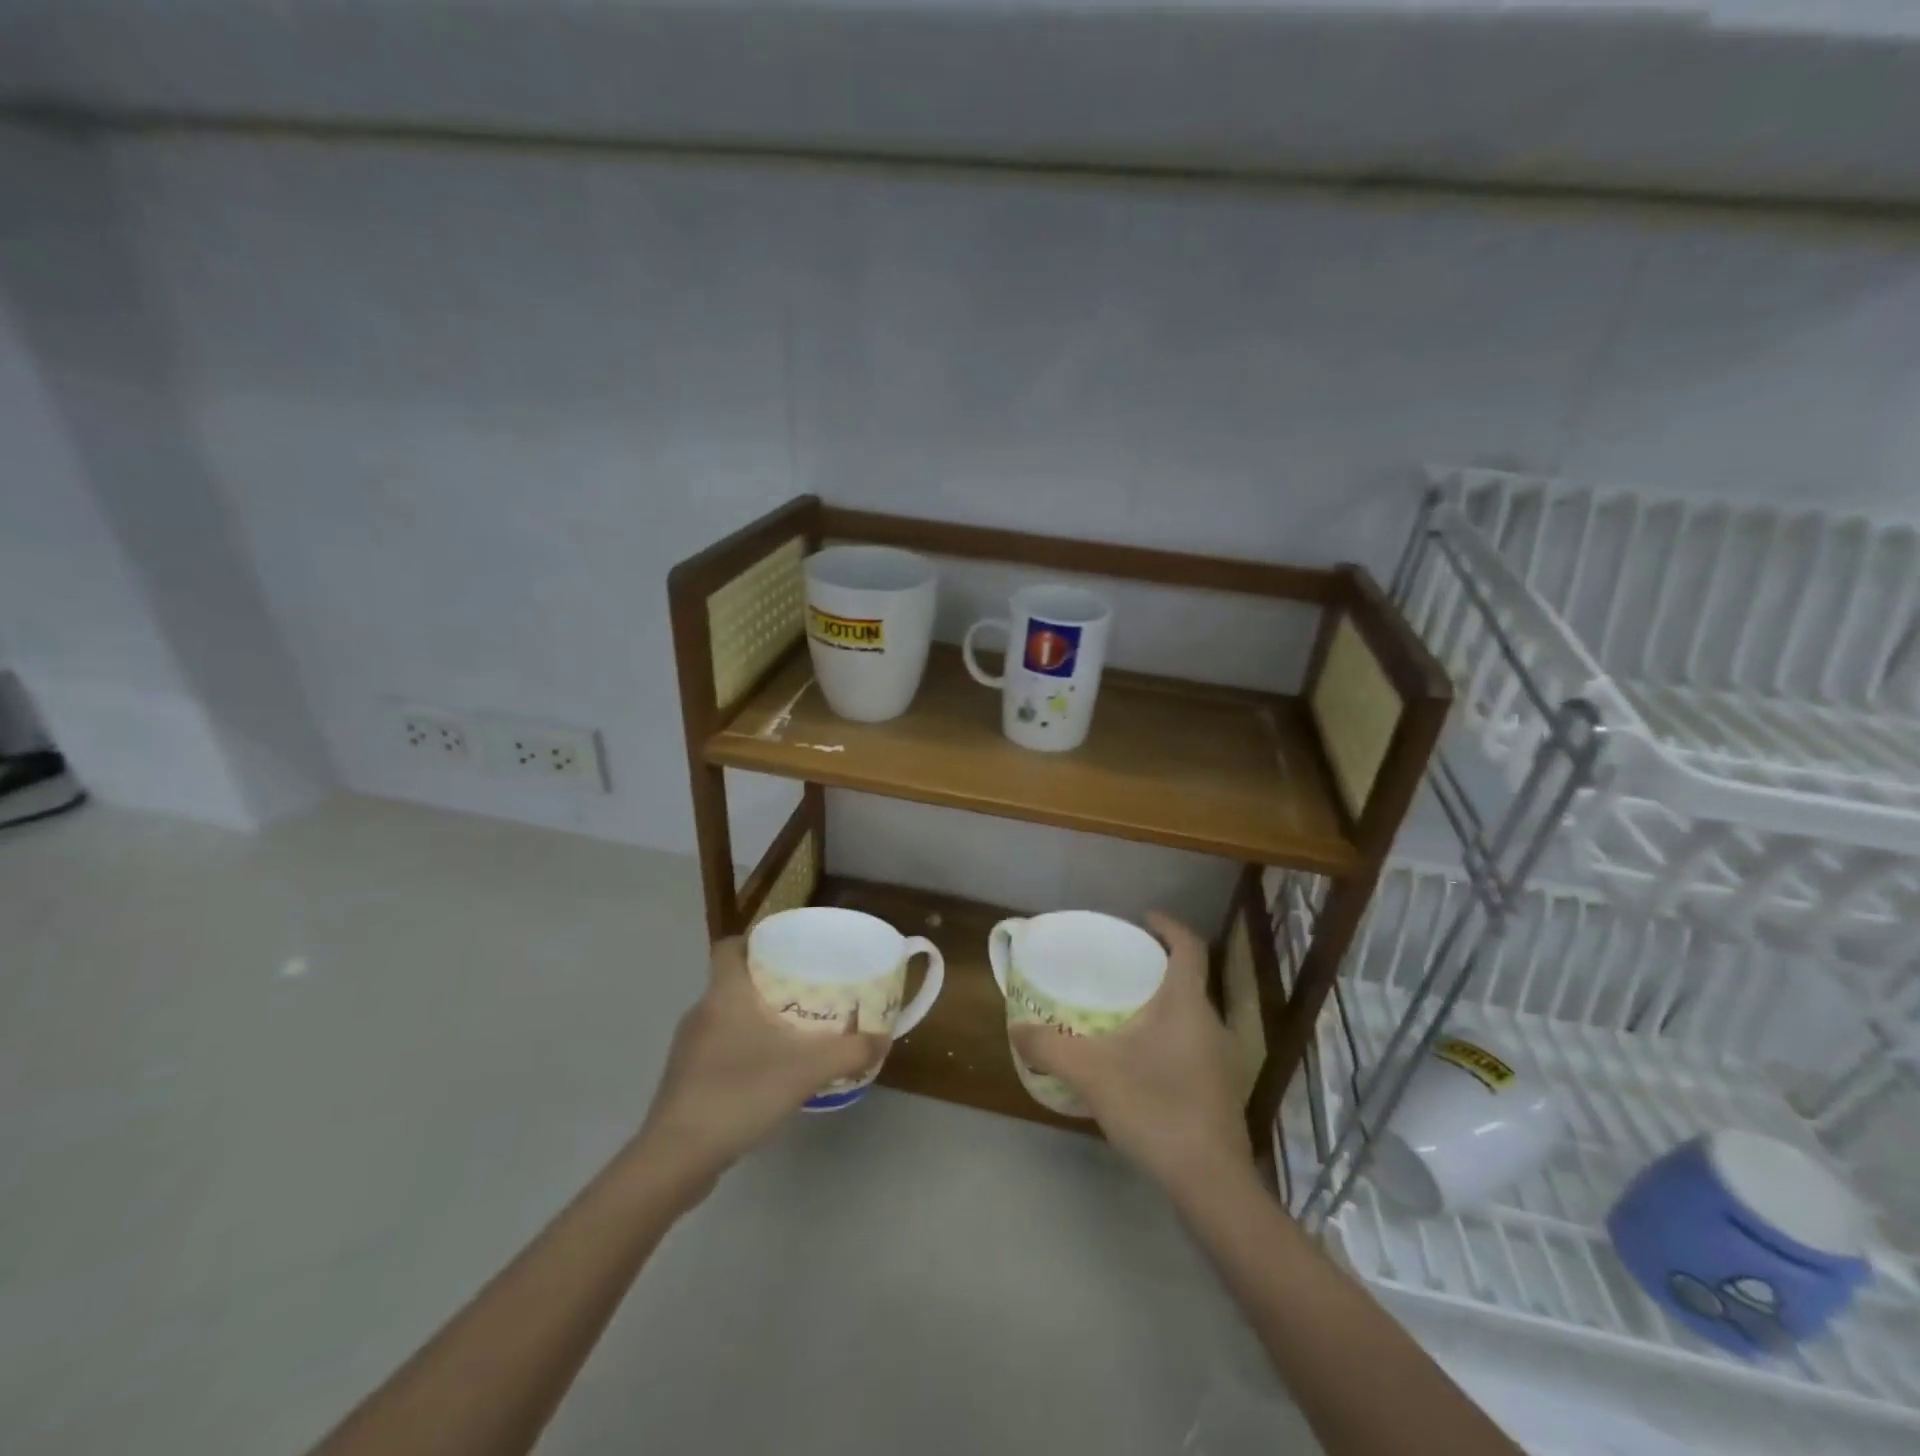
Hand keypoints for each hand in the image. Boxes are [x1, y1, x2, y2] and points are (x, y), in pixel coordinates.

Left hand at [634, 937, 889, 1192]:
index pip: (729, 947)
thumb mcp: (806, 1070)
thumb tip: (883, 1038)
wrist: (676, 1159)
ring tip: (793, 1029)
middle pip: (733, 981)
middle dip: (767, 982)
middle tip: (806, 990)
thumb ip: (849, 1052)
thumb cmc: (739, 1093)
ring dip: (755, 1018)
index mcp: (724, 994)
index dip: (754, 941)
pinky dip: (743, 1049)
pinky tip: (768, 1071)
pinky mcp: (685, 1080)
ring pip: (726, 1016)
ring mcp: (689, 1048)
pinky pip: (719, 1048)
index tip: (786, 950)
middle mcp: (702, 1012)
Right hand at [1010, 912, 1250, 1195]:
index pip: (1188, 946)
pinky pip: (1193, 1045)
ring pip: (1191, 1015)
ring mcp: (1221, 1059)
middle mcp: (1211, 1023)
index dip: (1169, 926)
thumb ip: (1049, 1047)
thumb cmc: (1154, 1107)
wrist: (1210, 1182)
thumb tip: (1016, 1029)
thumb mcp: (1091, 1072)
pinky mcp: (1221, 1090)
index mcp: (1186, 1003)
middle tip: (1120, 968)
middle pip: (1189, 980)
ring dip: (1163, 1005)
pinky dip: (1169, 1038)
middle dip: (1157, 968)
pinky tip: (1141, 1063)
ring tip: (1125, 1013)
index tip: (1143, 918)